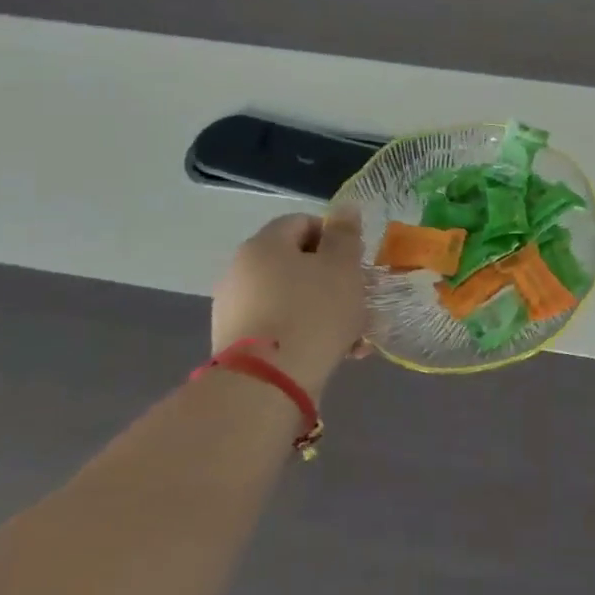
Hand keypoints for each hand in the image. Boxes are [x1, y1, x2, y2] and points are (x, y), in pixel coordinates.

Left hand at [211, 209, 369, 396]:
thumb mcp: (342, 267)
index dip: (335, 238)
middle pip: (297, 263)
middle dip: (333, 280)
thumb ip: (345, 235)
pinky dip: (305, 334)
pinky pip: (279, 328)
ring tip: (355, 337)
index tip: (356, 262)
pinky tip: (334, 354)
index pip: (303, 222)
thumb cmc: (312, 313)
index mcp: (264, 244)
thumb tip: (344, 207)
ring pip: (291, 299)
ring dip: (324, 310)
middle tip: (360, 301)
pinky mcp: (236, 346)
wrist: (265, 387)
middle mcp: (241, 271)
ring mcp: (234, 310)